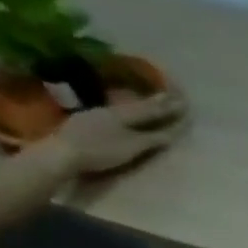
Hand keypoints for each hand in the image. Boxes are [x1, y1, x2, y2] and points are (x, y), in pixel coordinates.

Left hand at [52, 93, 188, 174]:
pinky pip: (115, 112)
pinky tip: (126, 113)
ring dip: (140, 104)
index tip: (182, 102)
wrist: (65, 150)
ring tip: (150, 100)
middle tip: (169, 95)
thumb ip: (149, 139)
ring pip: (124, 106)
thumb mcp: (130, 147)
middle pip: (137, 106)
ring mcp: (98, 114)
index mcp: (123, 115)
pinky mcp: (89, 121)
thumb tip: (169, 134)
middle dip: (155, 102)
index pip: (150, 110)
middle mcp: (112, 110)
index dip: (167, 108)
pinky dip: (126, 111)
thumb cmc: (101, 151)